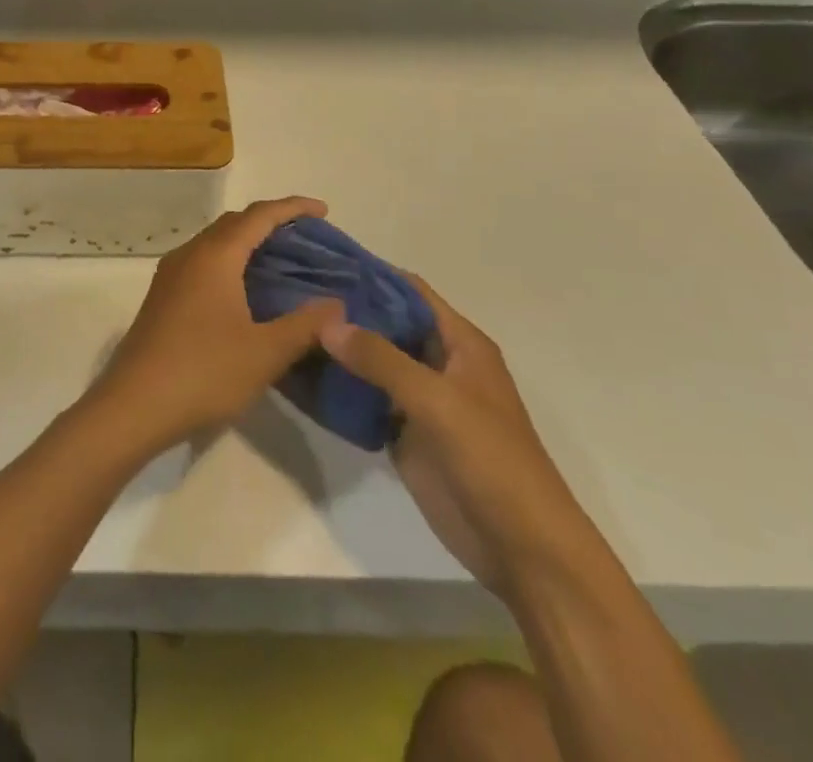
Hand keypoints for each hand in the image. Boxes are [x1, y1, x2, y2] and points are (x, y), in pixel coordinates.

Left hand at [88, 197, 342, 454]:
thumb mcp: (265, 353)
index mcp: (215, 256)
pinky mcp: (162, 297)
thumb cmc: (204, 372)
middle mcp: (189, 255)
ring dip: (247, 243)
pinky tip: (244, 291)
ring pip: (215, 243)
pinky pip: (202, 263)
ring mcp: (170, 275)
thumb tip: (336, 305)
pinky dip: (229, 262)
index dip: (292, 208)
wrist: (133, 405)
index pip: (259, 216)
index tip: (323, 210)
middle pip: (234, 223)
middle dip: (270, 222)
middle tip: (305, 238)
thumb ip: (305, 325)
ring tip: (280, 261)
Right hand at [322, 275, 602, 599]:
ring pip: (373, 361)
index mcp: (460, 343)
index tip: (323, 262)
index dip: (371, 273)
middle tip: (293, 293)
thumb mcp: (438, 401)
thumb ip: (382, 360)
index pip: (410, 291)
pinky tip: (303, 375)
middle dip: (347, 309)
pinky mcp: (405, 433)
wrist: (522, 549)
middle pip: (388, 323)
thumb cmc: (492, 460)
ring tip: (291, 327)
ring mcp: (420, 399)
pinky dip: (340, 387)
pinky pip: (366, 400)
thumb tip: (327, 322)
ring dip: (340, 347)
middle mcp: (438, 362)